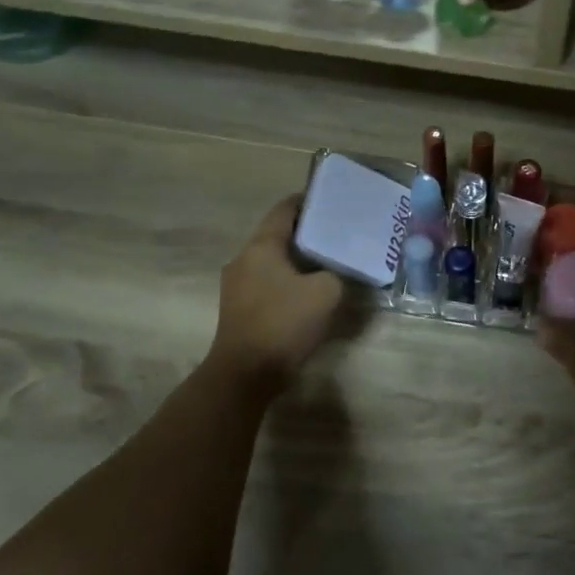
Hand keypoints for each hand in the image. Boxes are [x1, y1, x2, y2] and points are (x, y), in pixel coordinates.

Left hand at [209, 196, 344, 389]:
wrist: (246, 373)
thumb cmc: (284, 322)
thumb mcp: (327, 292)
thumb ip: (337, 274)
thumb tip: (335, 273)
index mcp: (261, 246)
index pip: (285, 210)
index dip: (308, 201)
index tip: (332, 201)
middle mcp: (244, 259)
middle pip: (278, 235)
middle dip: (307, 233)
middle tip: (337, 234)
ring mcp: (237, 285)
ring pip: (273, 261)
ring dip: (298, 260)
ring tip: (328, 263)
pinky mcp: (240, 309)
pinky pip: (268, 283)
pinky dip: (289, 281)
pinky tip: (309, 292)